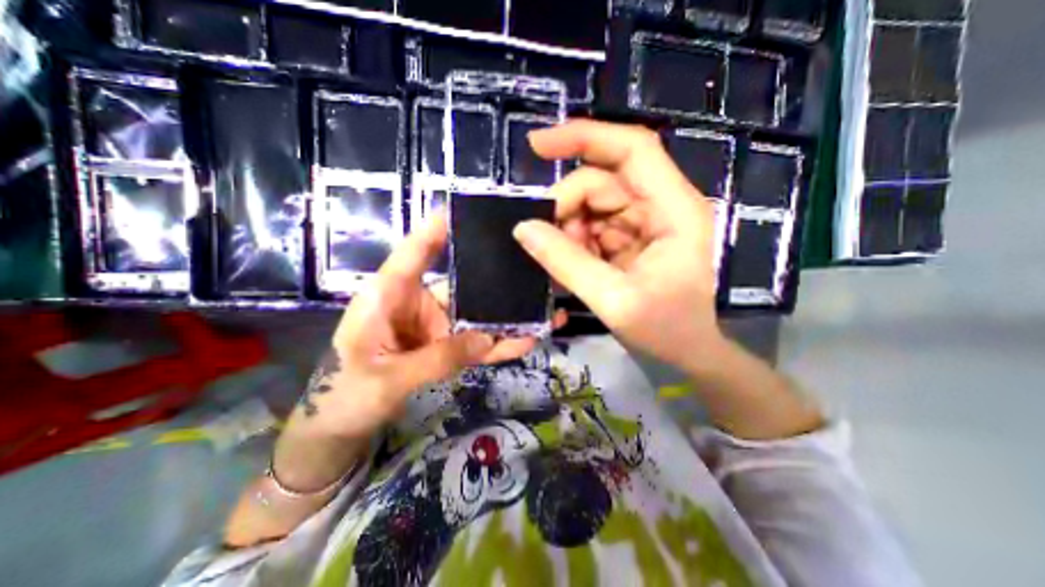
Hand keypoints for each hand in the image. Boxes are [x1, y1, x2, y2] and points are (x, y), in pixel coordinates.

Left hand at [289, 215, 543, 443]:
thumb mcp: (388, 377)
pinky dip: (501, 343)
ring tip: (542, 310)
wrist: (344, 426)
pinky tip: (528, 339)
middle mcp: (418, 304)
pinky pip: (478, 343)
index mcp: (389, 296)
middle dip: (494, 279)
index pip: (414, 254)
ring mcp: (436, 327)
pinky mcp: (447, 346)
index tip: (461, 210)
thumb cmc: (347, 394)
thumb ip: (438, 358)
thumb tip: (487, 339)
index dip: (435, 231)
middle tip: (529, 266)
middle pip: (460, 284)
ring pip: (476, 316)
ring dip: (507, 317)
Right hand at [511, 120, 722, 370]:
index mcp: (674, 210)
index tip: (537, 146)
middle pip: (602, 181)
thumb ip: (567, 263)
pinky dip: (575, 242)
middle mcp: (661, 206)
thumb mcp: (613, 300)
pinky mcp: (630, 238)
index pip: (632, 149)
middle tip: (542, 238)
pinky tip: (571, 264)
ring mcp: (644, 222)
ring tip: (561, 261)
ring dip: (568, 229)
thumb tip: (523, 228)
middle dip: (566, 207)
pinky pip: (593, 226)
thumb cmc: (665, 330)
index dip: (585, 137)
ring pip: (593, 204)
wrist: (686, 352)